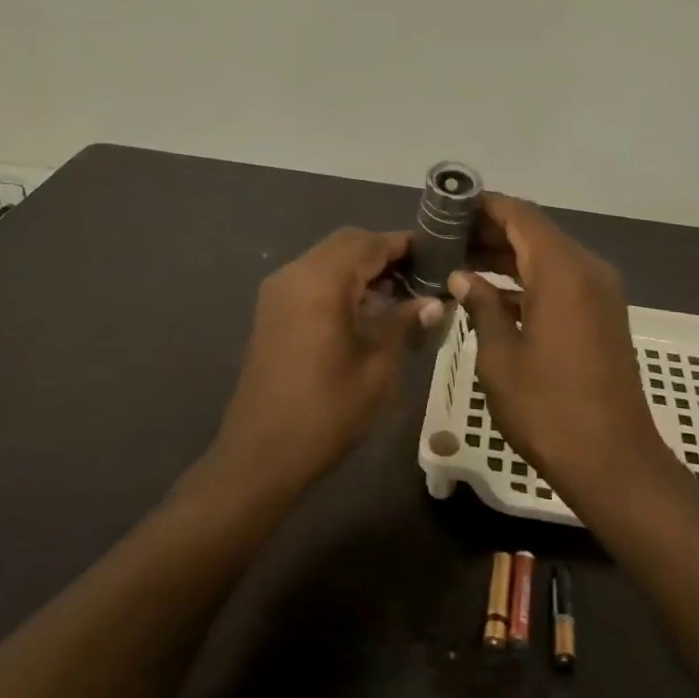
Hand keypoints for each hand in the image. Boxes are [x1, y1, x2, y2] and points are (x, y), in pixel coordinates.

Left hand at [211, 228, 441, 496]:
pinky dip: (340, 282)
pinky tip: (365, 309)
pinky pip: (312, 278)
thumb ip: (402, 323)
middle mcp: (296, 274)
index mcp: (322, 282)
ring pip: (328, 258)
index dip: (404, 244)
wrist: (261, 454)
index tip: (437, 253)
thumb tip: (432, 301)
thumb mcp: (377, 368)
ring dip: (361, 267)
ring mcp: (278, 291)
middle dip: (383, 252)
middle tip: (419, 275)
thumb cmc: (326, 412)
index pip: (370, 243)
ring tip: (399, 293)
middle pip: (346, 243)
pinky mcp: (271, 311)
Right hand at [449, 196, 674, 505]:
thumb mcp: (501, 358)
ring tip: (459, 260)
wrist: (614, 461)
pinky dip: (528, 279)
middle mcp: (586, 270)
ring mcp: (599, 293)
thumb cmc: (549, 409)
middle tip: (445, 236)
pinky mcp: (602, 314)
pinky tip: (491, 293)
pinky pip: (561, 280)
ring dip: (507, 255)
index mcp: (562, 272)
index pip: (521, 215)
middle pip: (535, 232)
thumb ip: (482, 307)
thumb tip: (462, 278)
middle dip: (491, 230)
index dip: (485, 206)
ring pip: (547, 256)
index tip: (449, 206)